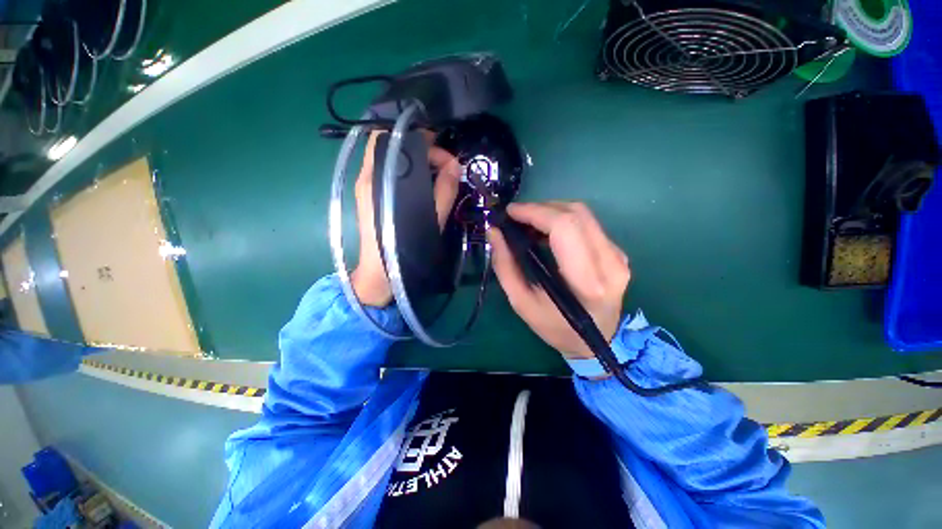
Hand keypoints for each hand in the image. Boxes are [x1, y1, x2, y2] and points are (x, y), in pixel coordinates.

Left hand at [351, 132, 461, 306]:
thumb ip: (445, 190)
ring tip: (437, 172)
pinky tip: (423, 183)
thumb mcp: (433, 218)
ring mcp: (365, 185)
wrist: (381, 272)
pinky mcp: (368, 194)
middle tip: (444, 162)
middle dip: (420, 146)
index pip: (396, 138)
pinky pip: (388, 170)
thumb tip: (455, 165)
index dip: (425, 141)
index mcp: (380, 178)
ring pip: (390, 156)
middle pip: (390, 143)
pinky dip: (407, 169)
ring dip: (415, 158)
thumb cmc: (407, 246)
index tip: (447, 157)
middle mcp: (367, 175)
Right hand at [487, 202, 629, 358]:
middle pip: (576, 213)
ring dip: (552, 211)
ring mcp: (618, 256)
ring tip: (529, 222)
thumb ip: (505, 266)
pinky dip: (564, 220)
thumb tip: (494, 232)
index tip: (510, 212)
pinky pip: (589, 224)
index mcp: (587, 282)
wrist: (595, 343)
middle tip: (517, 217)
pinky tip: (548, 231)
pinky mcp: (618, 253)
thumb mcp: (522, 303)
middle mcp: (610, 263)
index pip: (565, 227)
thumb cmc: (555, 328)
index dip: (535, 212)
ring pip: (584, 214)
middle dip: (541, 208)